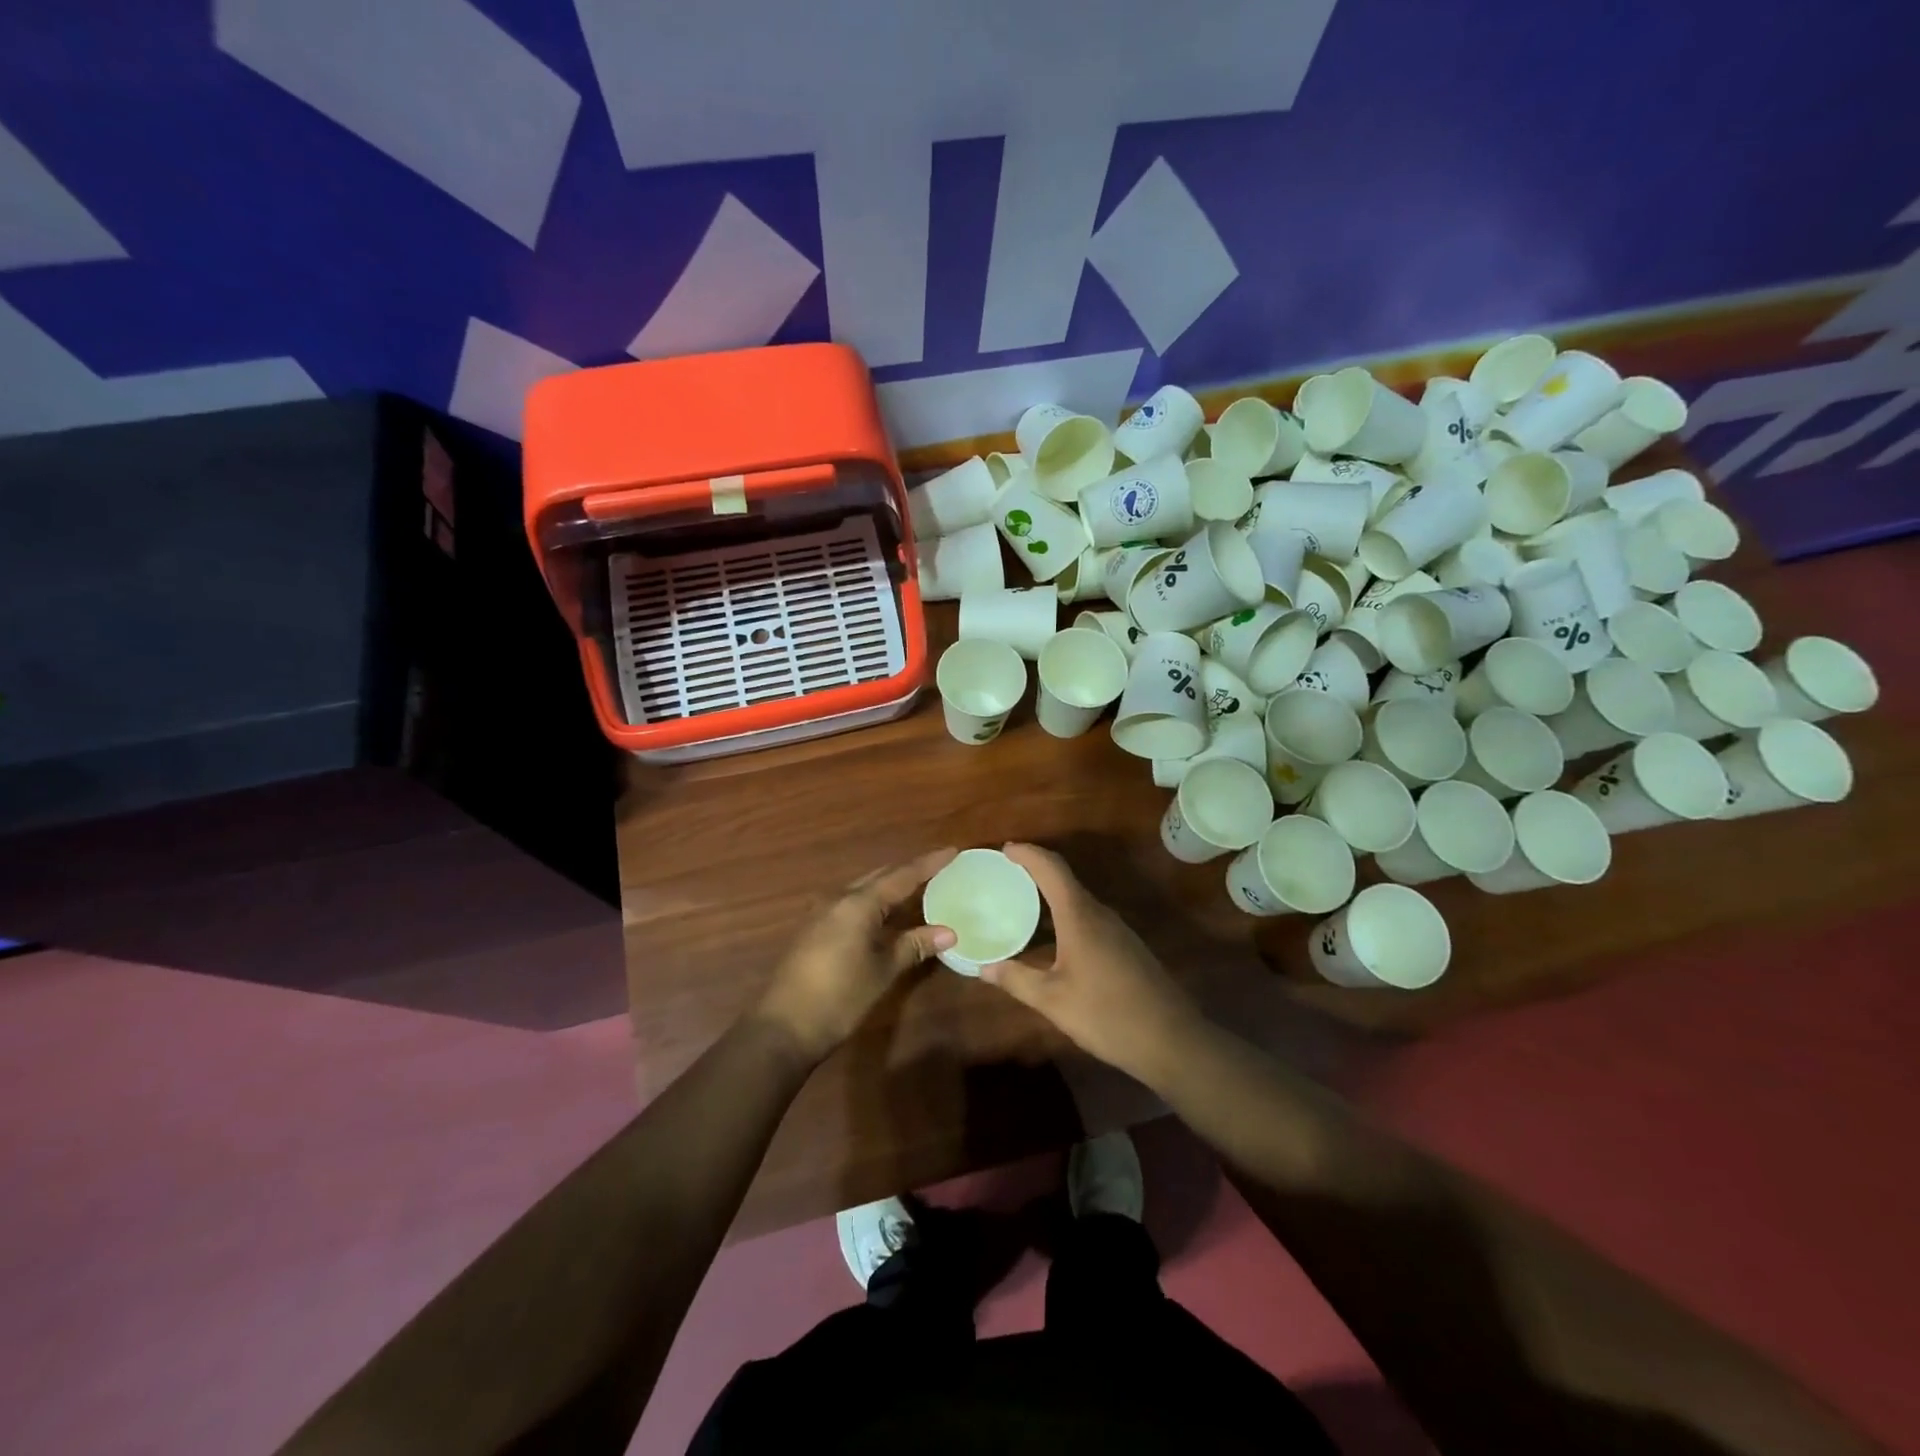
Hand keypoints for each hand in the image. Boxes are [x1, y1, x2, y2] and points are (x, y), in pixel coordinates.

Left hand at [754, 848, 958, 1062]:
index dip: (929, 864)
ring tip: (918, 886)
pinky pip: (852, 903)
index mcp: (858, 903)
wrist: (785, 1026)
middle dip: (909, 870)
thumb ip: (914, 945)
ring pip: (864, 888)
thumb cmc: (840, 997)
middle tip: (939, 868)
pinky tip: (887, 913)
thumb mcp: (883, 971)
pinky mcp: (815, 928)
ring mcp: (822, 912)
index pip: (901, 875)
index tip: (953, 851)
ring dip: (890, 885)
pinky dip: (874, 901)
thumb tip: (949, 932)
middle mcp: (838, 899)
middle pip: (880, 876)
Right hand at [981, 843, 1206, 1085]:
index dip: (1028, 854)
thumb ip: (1017, 980)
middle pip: (1065, 879)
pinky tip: (1053, 938)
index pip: (1052, 869)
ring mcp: (1117, 930)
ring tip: (1023, 904)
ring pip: (1078, 900)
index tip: (1005, 850)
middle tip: (1007, 876)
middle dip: (1036, 871)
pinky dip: (1065, 915)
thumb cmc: (1107, 1014)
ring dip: (1051, 895)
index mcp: (1080, 917)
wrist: (1171, 1040)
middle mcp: (1100, 914)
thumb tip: (984, 967)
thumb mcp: (1053, 1001)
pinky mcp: (1126, 947)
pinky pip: (1089, 918)